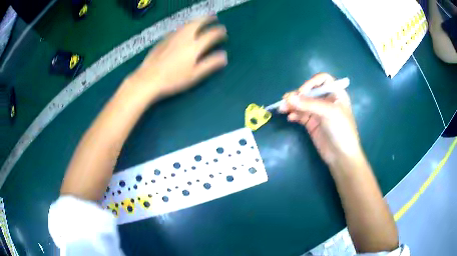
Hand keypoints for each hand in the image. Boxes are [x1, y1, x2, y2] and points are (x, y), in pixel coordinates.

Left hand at [129, 16, 227, 101]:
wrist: (148, 78)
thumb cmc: (173, 79)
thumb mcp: (194, 75)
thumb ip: (210, 64)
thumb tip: (224, 56)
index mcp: (194, 46)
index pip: (210, 35)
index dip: (219, 32)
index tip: (223, 31)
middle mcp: (184, 38)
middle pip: (197, 23)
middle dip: (207, 18)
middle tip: (213, 17)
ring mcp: (172, 37)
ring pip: (186, 24)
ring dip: (195, 20)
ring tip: (200, 20)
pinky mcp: (163, 40)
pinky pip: (177, 29)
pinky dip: (184, 26)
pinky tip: (183, 29)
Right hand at [278, 73, 362, 166]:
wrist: (341, 155)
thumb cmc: (341, 129)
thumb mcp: (328, 113)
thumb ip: (308, 104)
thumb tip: (287, 97)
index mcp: (336, 94)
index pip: (322, 80)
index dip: (311, 82)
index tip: (302, 92)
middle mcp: (327, 100)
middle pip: (309, 91)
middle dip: (298, 95)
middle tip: (286, 101)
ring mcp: (319, 112)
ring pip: (303, 103)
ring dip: (292, 105)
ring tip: (282, 109)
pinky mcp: (312, 123)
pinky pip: (300, 115)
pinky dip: (294, 115)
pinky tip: (290, 118)